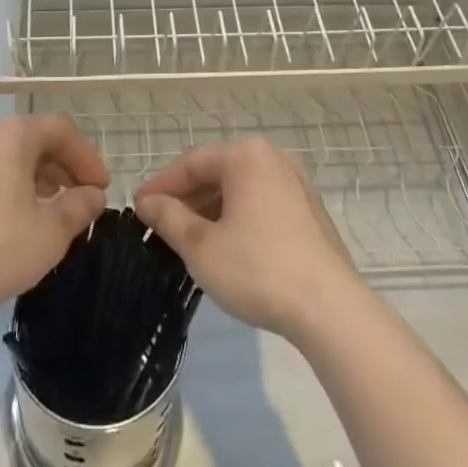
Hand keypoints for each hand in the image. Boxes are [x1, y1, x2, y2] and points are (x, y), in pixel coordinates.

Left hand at [0, 115, 108, 328]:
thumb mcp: (50, 234)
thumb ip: (78, 207)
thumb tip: (92, 195)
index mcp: (9, 135)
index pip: (59, 129)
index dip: (86, 156)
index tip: (100, 188)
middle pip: (26, 140)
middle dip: (56, 167)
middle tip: (74, 199)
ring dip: (24, 178)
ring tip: (38, 211)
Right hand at [135, 138, 364, 343]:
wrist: (330, 310)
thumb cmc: (257, 269)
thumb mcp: (201, 246)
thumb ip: (170, 218)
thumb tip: (147, 203)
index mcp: (246, 156)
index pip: (192, 163)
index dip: (161, 185)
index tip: (137, 208)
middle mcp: (273, 159)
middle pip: (218, 173)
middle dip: (186, 198)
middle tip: (158, 224)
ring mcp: (296, 185)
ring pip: (240, 190)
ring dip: (211, 210)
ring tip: (187, 238)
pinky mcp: (310, 213)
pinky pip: (261, 204)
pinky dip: (237, 218)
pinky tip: (225, 246)